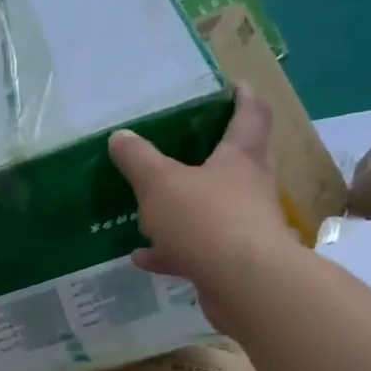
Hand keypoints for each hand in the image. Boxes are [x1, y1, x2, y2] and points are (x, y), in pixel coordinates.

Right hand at [108, 87, 294, 333]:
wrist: (245, 285)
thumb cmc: (208, 220)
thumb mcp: (161, 183)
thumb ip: (139, 160)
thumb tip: (120, 136)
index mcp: (240, 158)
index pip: (250, 115)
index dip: (243, 97)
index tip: (234, 86)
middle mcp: (249, 188)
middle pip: (236, 162)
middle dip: (214, 154)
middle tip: (189, 146)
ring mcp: (243, 228)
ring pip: (213, 210)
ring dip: (184, 209)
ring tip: (151, 209)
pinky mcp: (231, 263)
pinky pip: (196, 250)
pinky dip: (170, 251)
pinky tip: (142, 256)